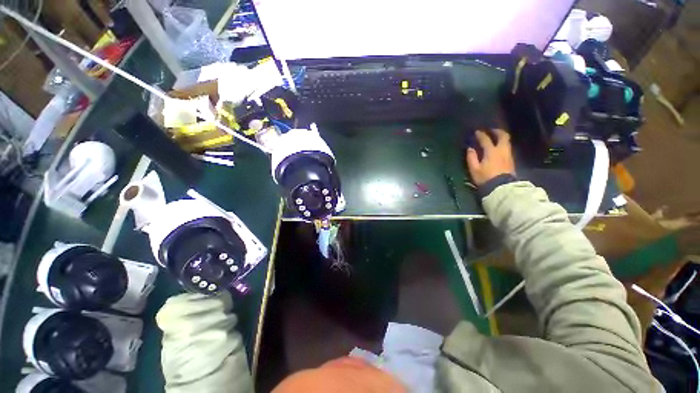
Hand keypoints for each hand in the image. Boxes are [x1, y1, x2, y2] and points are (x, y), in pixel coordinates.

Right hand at [466, 129, 514, 185]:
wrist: (501, 187)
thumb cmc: (485, 177)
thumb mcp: (474, 169)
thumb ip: (471, 157)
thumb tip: (470, 148)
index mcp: (491, 151)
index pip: (486, 139)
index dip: (481, 134)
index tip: (476, 132)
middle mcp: (502, 150)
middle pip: (503, 136)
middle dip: (496, 131)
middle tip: (490, 131)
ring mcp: (508, 154)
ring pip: (507, 141)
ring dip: (501, 137)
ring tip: (494, 138)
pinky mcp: (511, 160)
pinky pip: (507, 147)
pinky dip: (502, 143)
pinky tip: (498, 147)